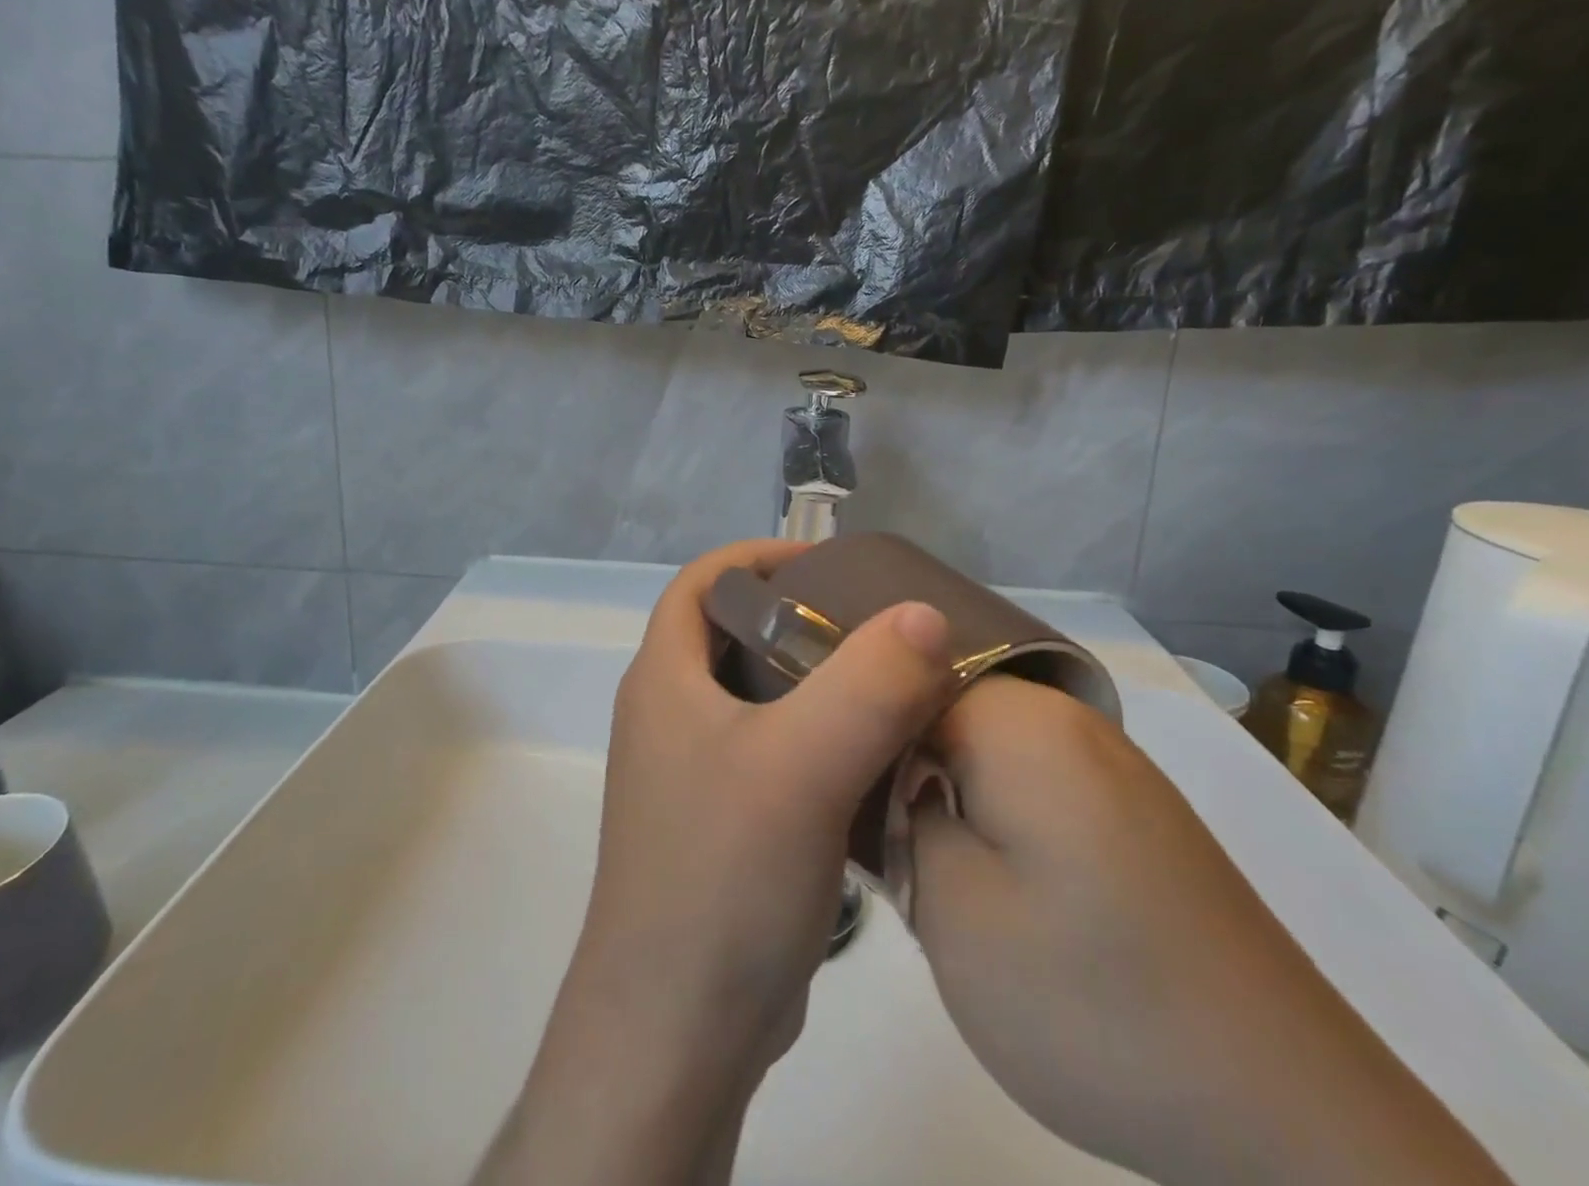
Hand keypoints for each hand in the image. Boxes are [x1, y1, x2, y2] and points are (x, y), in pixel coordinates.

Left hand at [475, 539, 956, 1185]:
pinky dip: (819, 737)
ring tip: (889, 680)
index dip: (758, 558)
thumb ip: (867, 684)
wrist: (678, 1030)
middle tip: (876, 622)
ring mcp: (694, 773)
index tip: (829, 562)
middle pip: (734, 634)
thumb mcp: (801, 765)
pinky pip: (775, 751)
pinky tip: (874, 755)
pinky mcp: (723, 822)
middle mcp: (670, 715)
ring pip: (759, 696)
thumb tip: (925, 613)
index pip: (701, 582)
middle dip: (800, 617)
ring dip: (816, 681)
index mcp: (664, 679)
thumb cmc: (722, 877)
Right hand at [908, 673, 1512, 1185]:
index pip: (896, 683)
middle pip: (941, 710)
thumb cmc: (1094, 1001)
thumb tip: (897, 780)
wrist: (1290, 1115)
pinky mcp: (1133, 808)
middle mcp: (1066, 717)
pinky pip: (1032, 781)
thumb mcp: (950, 910)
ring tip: (940, 877)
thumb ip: (900, 816)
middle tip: (890, 851)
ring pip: (983, 749)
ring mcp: (1109, 761)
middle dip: (904, 772)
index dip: (861, 739)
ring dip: (950, 800)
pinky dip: (999, 820)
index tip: (847, 804)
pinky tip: (1007, 892)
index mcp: (1017, 719)